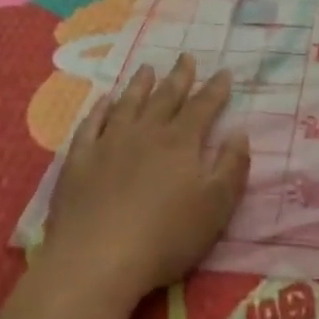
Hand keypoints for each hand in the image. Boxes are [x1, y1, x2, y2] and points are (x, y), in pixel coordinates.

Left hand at [38, 55, 249, 308]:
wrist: (96, 260)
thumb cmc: (166, 237)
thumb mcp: (215, 207)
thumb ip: (231, 167)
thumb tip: (240, 133)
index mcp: (180, 142)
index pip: (203, 107)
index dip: (215, 89)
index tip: (224, 72)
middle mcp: (146, 133)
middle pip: (165, 97)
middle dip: (179, 77)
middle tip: (186, 57)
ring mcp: (109, 144)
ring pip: (128, 104)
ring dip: (140, 85)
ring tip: (147, 68)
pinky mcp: (79, 161)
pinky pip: (90, 126)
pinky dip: (99, 110)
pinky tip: (104, 102)